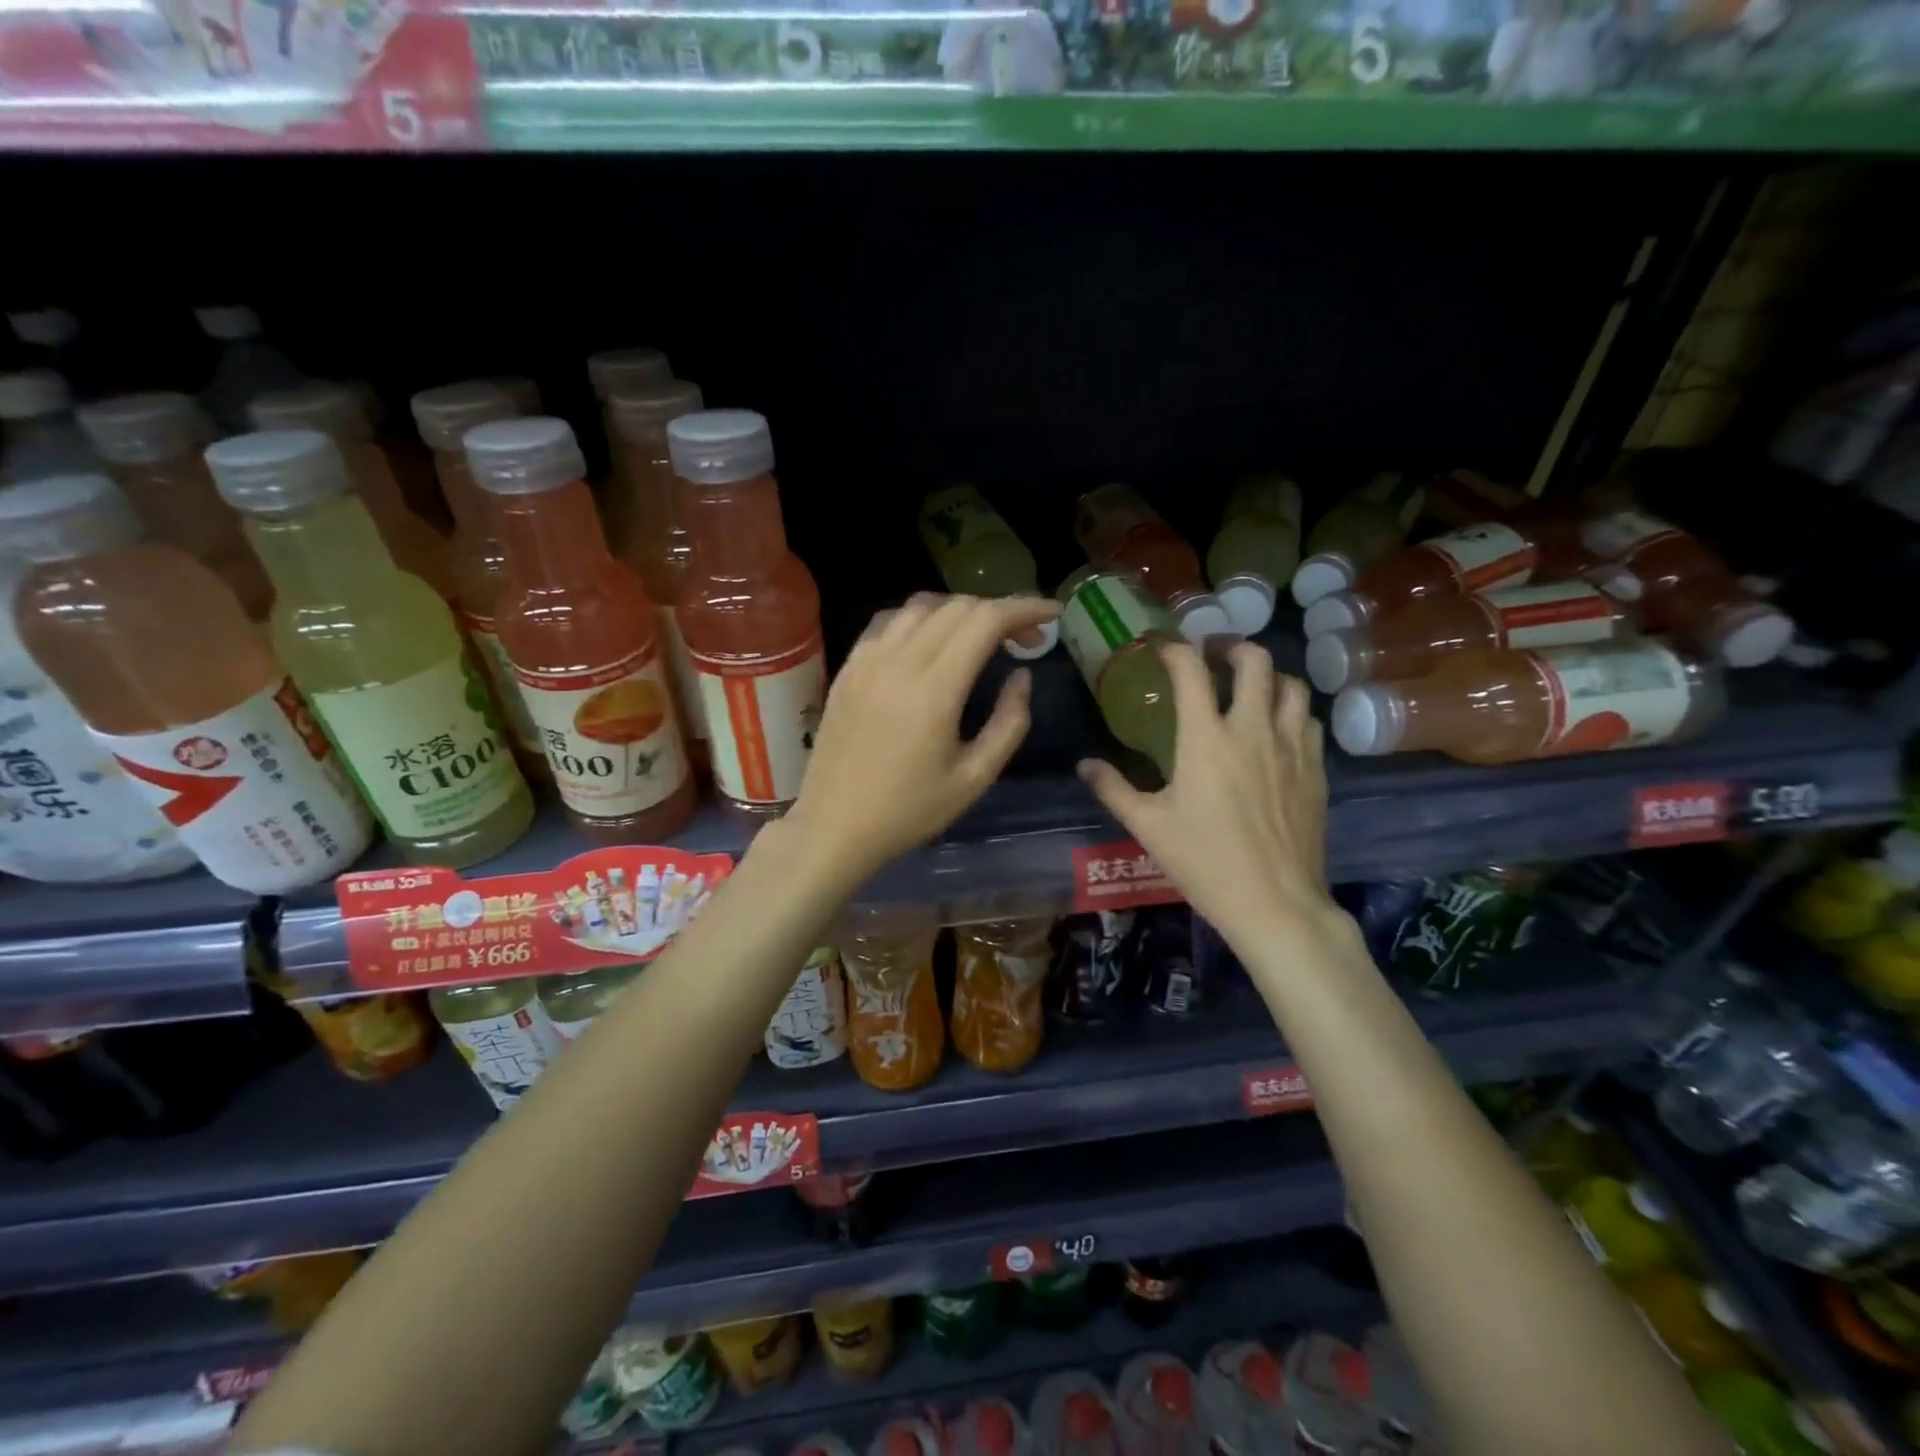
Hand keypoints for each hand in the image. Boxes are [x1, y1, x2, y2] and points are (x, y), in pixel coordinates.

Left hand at [781, 594, 1060, 884]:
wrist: (834, 826)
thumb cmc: (909, 811)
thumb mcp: (975, 778)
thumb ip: (1009, 723)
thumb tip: (1022, 676)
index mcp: (935, 690)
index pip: (986, 621)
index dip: (1025, 608)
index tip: (1052, 615)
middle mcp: (899, 661)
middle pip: (958, 606)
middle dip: (1000, 611)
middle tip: (1025, 640)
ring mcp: (867, 661)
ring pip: (921, 606)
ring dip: (960, 611)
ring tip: (981, 639)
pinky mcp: (848, 668)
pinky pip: (888, 621)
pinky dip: (920, 619)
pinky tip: (931, 642)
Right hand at [1077, 641, 1338, 948]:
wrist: (1274, 902)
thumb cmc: (1203, 862)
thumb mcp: (1147, 825)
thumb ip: (1112, 789)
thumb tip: (1085, 765)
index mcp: (1206, 738)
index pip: (1192, 671)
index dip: (1175, 649)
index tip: (1162, 647)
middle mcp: (1252, 730)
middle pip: (1254, 661)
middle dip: (1232, 647)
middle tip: (1214, 654)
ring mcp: (1291, 748)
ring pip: (1291, 686)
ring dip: (1268, 676)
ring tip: (1249, 686)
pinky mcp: (1315, 771)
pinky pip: (1308, 722)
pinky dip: (1291, 712)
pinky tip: (1277, 729)